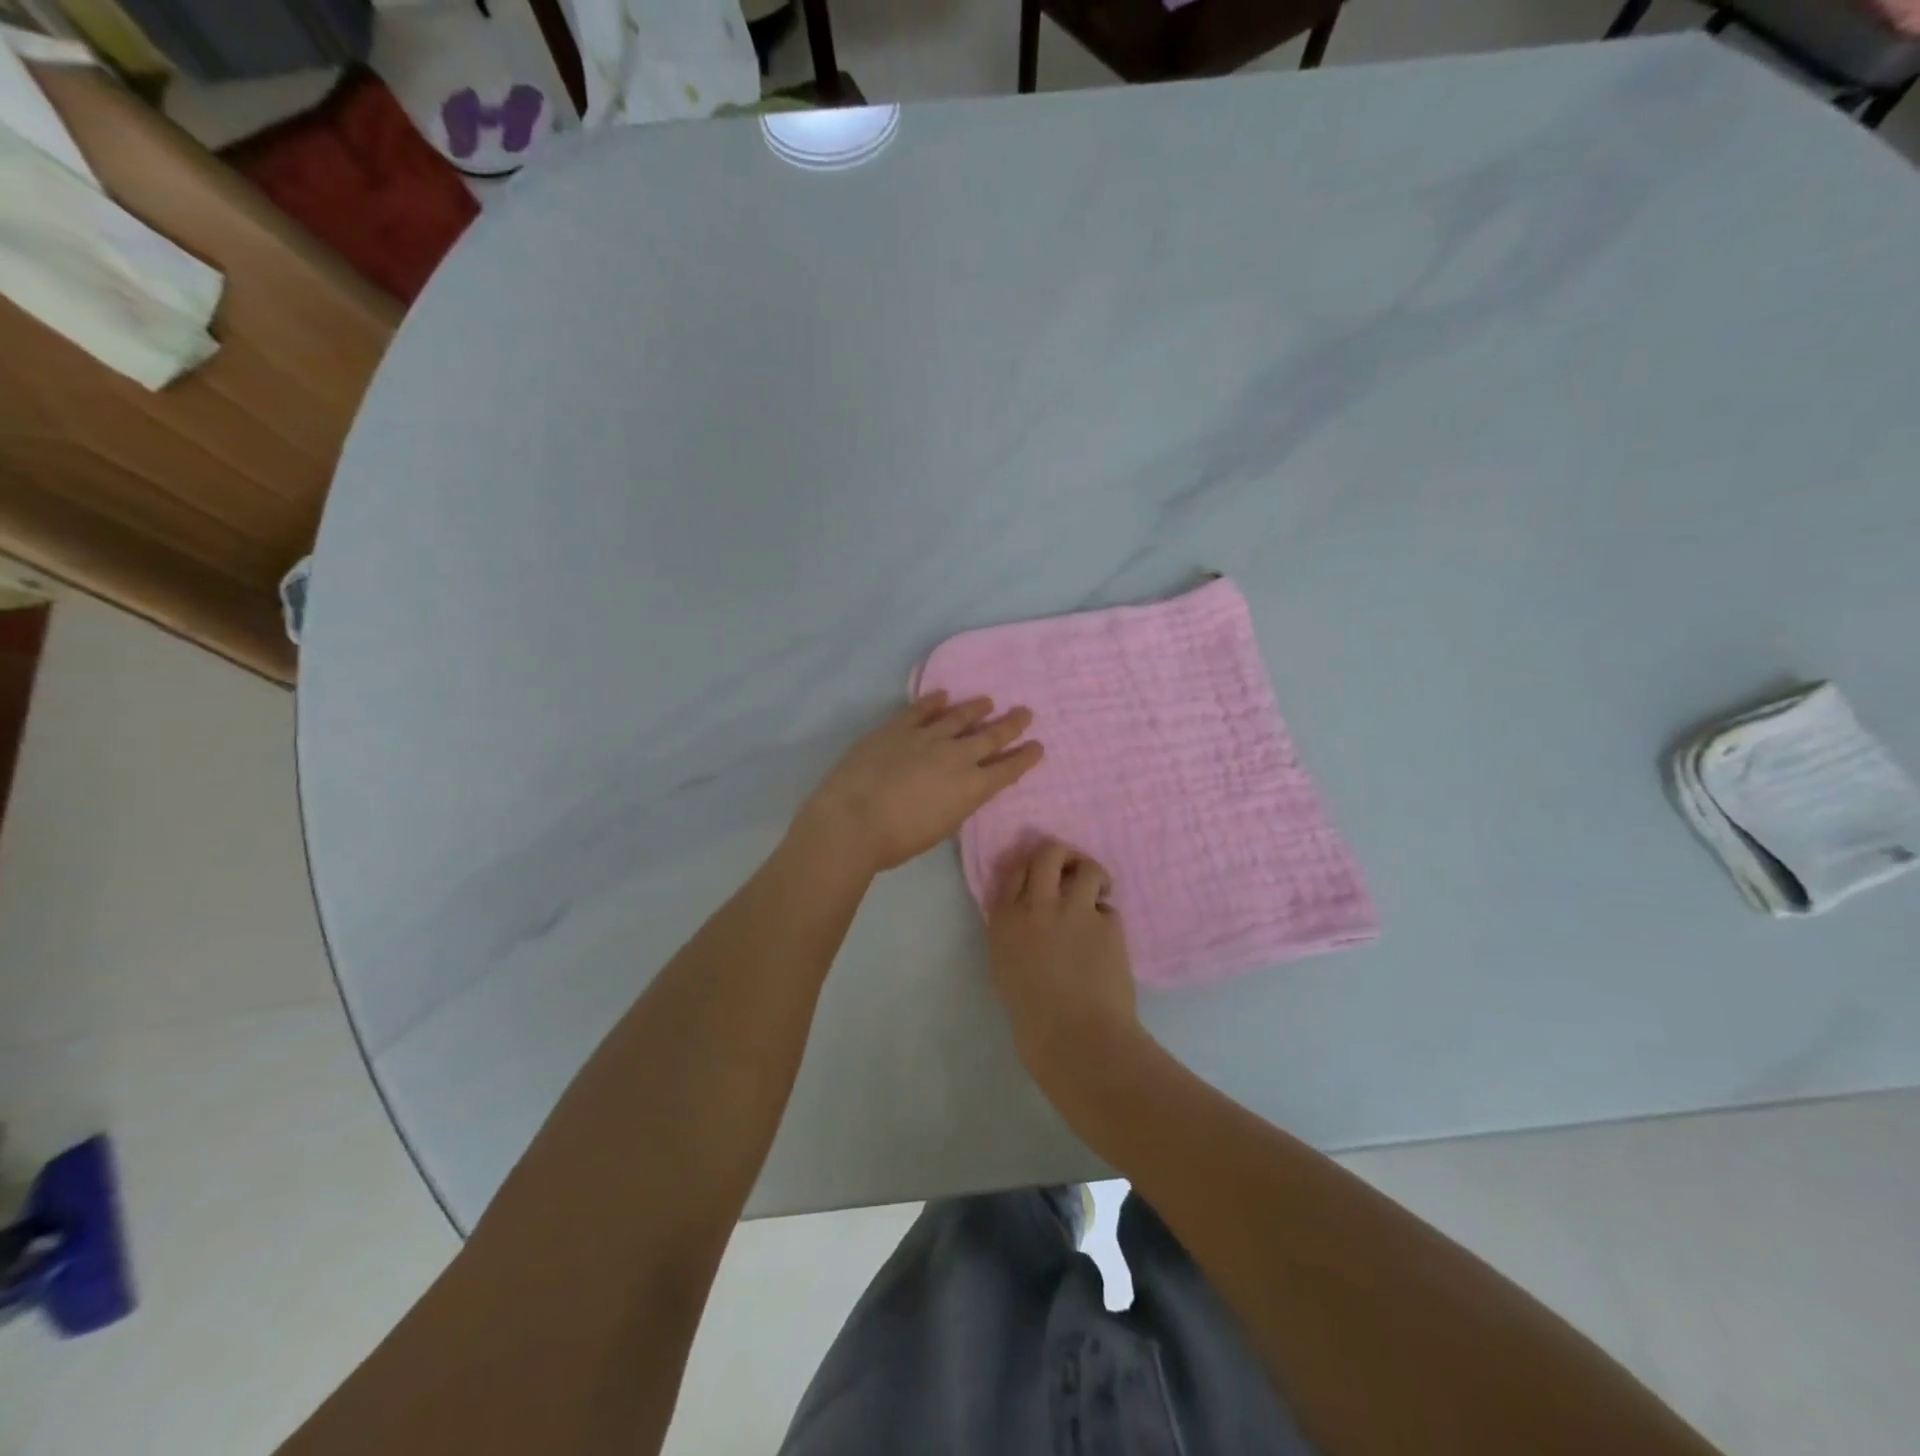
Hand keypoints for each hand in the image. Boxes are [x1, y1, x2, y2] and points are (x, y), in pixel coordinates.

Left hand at [795, 691, 1043, 877]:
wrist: (853, 820)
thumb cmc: (897, 840)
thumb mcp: (941, 827)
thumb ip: (956, 803)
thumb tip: (960, 787)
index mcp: (971, 787)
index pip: (1007, 769)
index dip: (1025, 757)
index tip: (1038, 746)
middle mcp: (956, 756)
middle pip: (990, 736)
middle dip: (1011, 725)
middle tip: (1026, 712)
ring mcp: (926, 737)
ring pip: (958, 716)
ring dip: (975, 708)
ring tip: (987, 701)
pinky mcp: (897, 727)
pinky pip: (921, 709)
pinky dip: (933, 701)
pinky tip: (942, 695)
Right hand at [987, 838, 1139, 1079]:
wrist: (1077, 1040)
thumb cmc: (1033, 1019)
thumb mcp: (1006, 968)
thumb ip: (1015, 934)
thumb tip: (1031, 917)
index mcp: (1005, 920)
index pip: (1015, 869)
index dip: (1031, 868)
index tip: (1043, 878)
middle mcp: (1037, 905)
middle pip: (1049, 852)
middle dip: (1064, 854)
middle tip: (1073, 870)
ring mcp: (1074, 911)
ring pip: (1087, 868)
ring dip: (1094, 877)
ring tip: (1099, 894)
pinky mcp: (1107, 923)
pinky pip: (1108, 909)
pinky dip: (1107, 920)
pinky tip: (1107, 943)